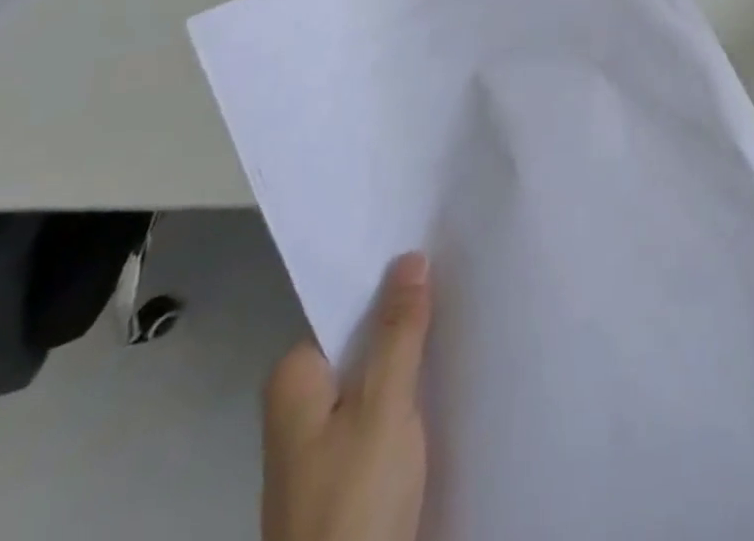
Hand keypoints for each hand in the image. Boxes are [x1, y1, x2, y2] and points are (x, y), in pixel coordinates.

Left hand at [262, 253, 431, 540]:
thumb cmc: (354, 498)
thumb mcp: (384, 404)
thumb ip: (398, 330)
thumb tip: (409, 257)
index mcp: (294, 380)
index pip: (345, 307)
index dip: (389, 281)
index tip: (433, 254)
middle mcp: (299, 405)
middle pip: (361, 341)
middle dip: (404, 319)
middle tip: (456, 281)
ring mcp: (320, 444)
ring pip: (374, 377)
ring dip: (411, 359)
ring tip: (459, 320)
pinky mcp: (344, 473)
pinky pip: (379, 411)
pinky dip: (408, 395)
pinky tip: (443, 381)